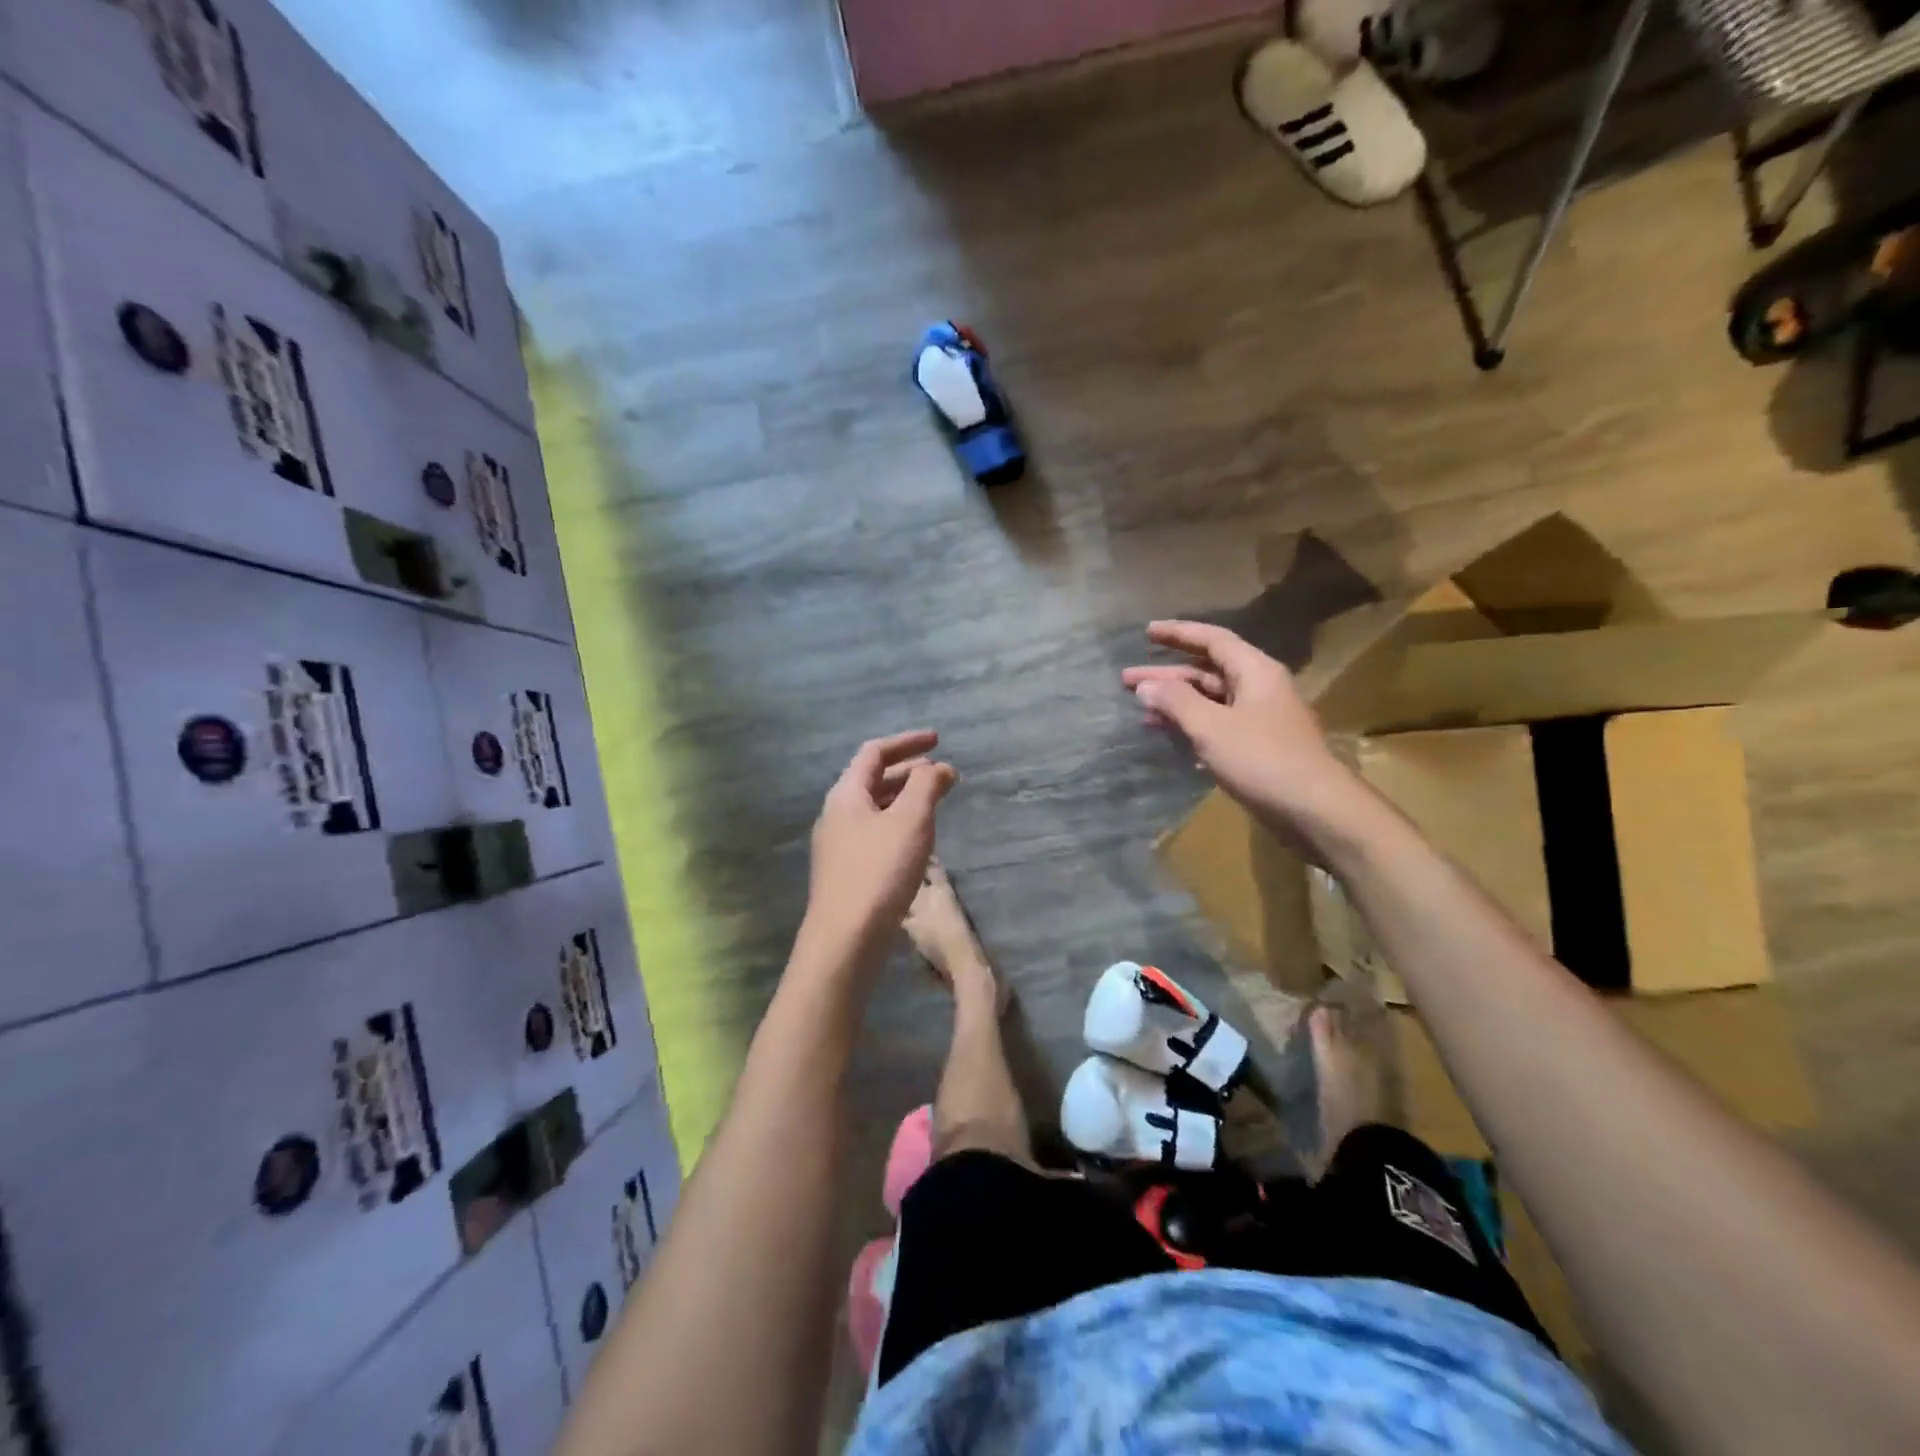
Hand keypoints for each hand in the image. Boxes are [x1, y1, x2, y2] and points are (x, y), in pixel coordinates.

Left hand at [805, 731, 957, 955]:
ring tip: (936, 804)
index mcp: (846, 795)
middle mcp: (837, 815)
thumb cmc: (879, 872)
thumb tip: (938, 767)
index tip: (938, 740)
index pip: (874, 753)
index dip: (907, 742)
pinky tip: (918, 841)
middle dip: (910, 772)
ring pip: (875, 809)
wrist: (845, 941)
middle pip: (873, 780)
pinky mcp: (847, 873)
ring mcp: (838, 846)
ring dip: (905, 799)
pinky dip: (899, 825)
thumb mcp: (910, 821)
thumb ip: (926, 786)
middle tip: (944, 775)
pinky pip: (875, 834)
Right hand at [1122, 621, 1369, 851]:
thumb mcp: (1211, 727)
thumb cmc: (1262, 759)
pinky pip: (1217, 725)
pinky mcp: (1258, 747)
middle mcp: (1259, 688)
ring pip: (1210, 701)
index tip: (1147, 632)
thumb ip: (1176, 702)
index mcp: (1254, 671)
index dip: (1178, 634)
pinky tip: (1168, 736)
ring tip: (1140, 710)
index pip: (1212, 640)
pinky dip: (1191, 726)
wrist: (1315, 809)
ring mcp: (1260, 719)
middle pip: (1206, 672)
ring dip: (1176, 703)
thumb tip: (1146, 686)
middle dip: (1167, 675)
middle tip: (1127, 680)